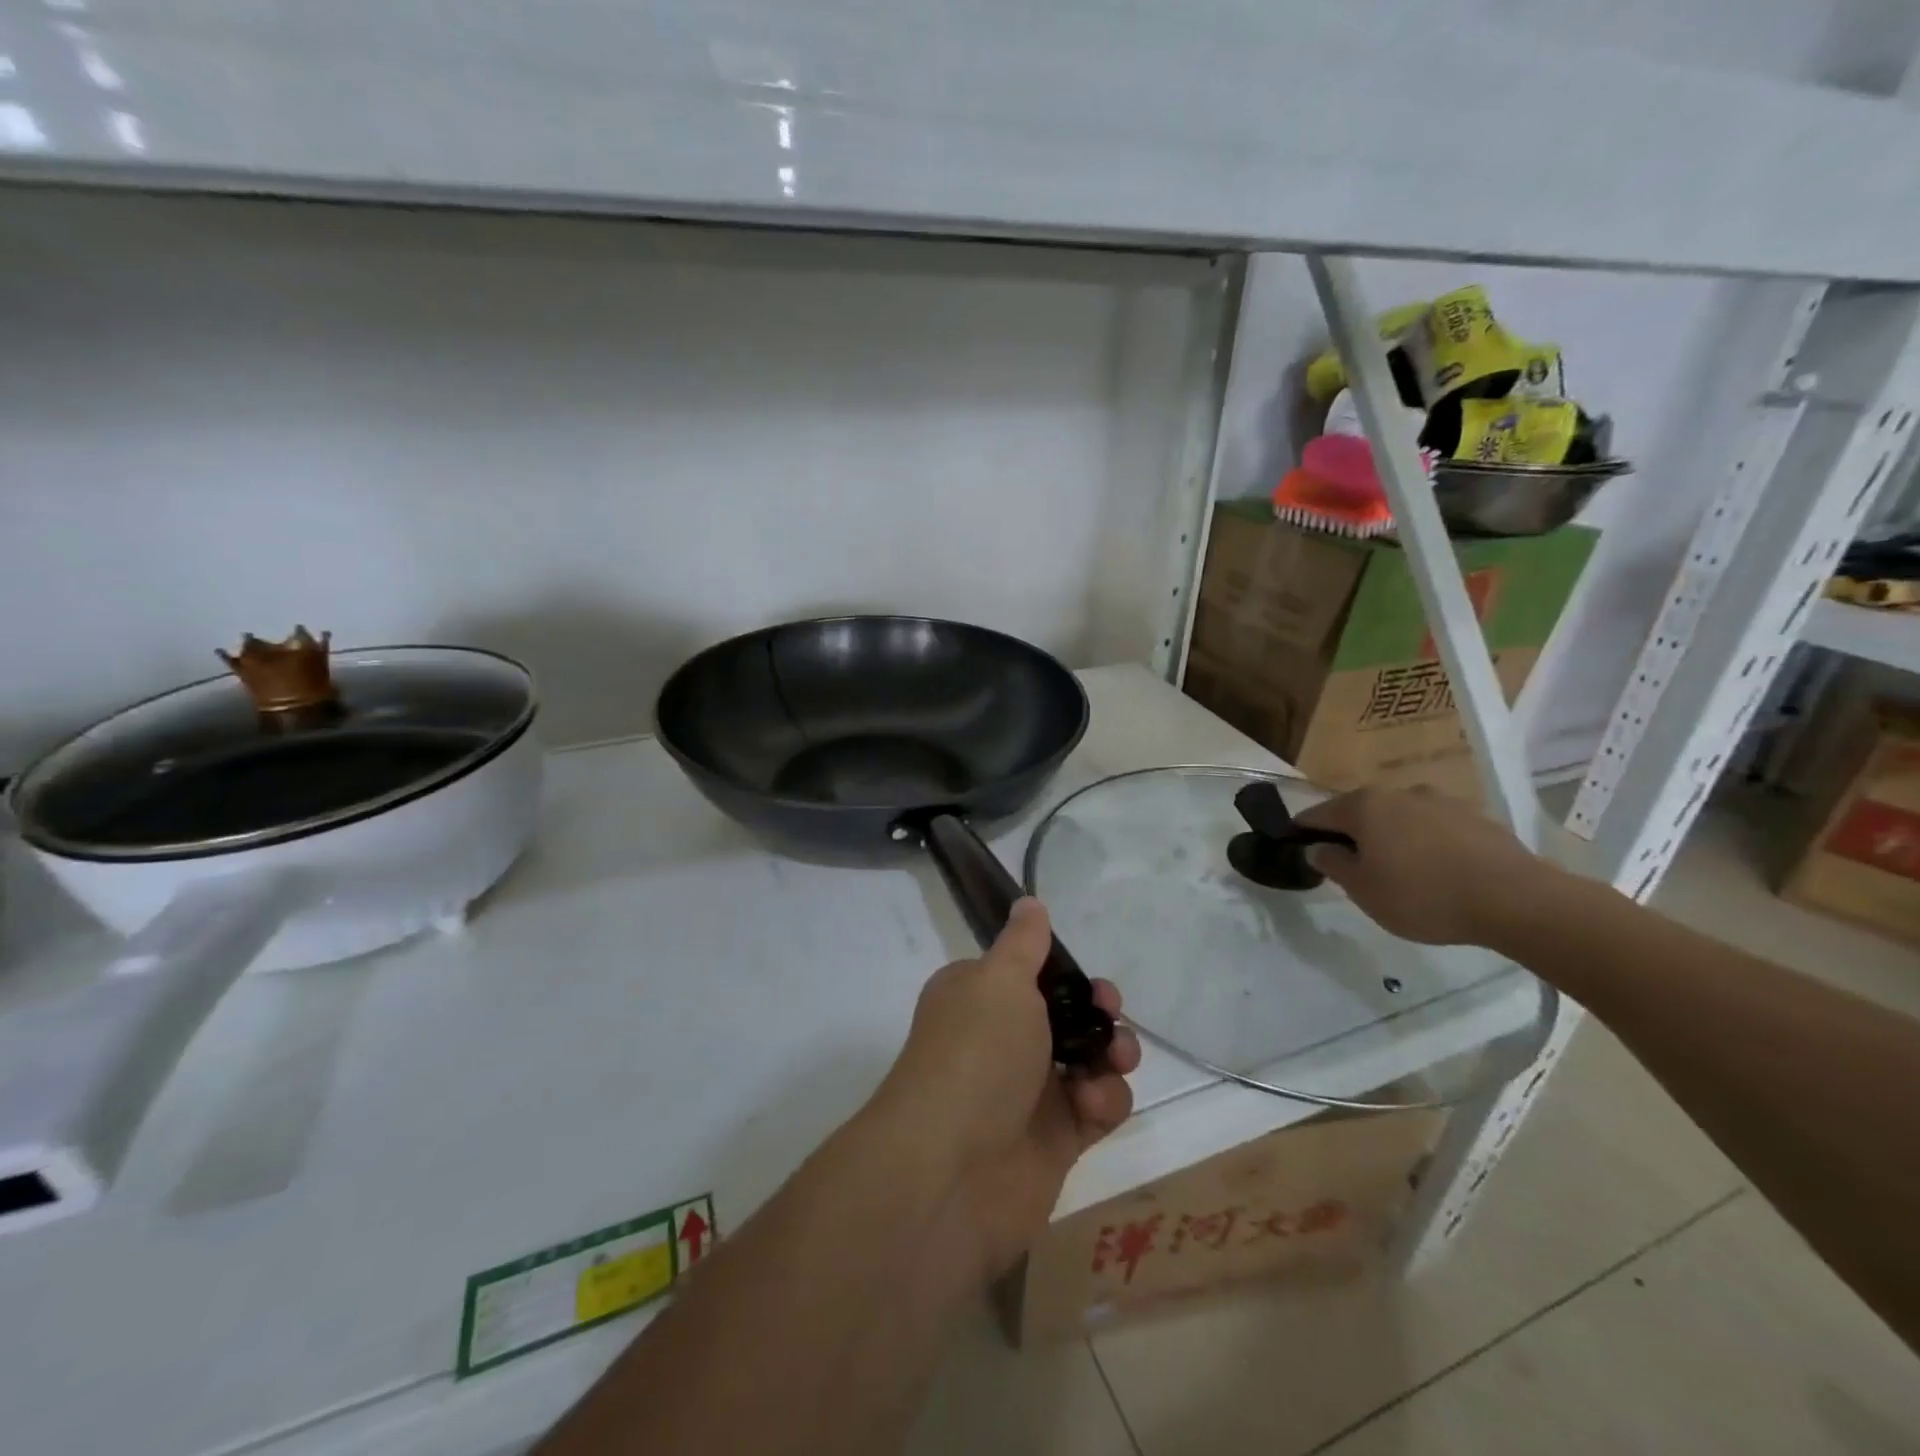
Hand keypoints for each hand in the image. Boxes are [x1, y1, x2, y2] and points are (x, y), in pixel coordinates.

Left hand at [876, 899, 1140, 1279]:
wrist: (951, 1170)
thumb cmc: (976, 1054)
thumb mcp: (999, 979)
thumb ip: (1023, 942)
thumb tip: (1028, 902)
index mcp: (979, 998)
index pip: (1029, 975)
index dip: (1064, 973)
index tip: (1085, 978)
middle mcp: (1002, 1041)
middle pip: (1066, 1016)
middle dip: (1097, 1012)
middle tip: (1109, 1014)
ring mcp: (1029, 1092)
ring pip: (1089, 1060)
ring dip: (1111, 1054)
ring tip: (1113, 1060)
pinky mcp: (1056, 1140)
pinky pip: (1097, 1109)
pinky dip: (1105, 1102)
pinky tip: (1092, 1105)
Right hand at [1295, 787, 1552, 945]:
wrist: (1515, 900)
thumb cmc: (1423, 895)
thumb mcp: (1363, 890)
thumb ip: (1332, 864)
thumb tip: (1318, 848)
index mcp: (1364, 806)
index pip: (1318, 814)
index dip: (1303, 831)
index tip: (1298, 848)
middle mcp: (1399, 793)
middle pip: (1361, 812)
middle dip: (1352, 834)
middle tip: (1352, 866)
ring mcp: (1442, 801)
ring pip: (1401, 818)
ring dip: (1393, 837)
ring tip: (1401, 870)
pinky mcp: (1477, 818)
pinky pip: (1437, 828)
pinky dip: (1428, 843)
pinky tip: (1439, 872)